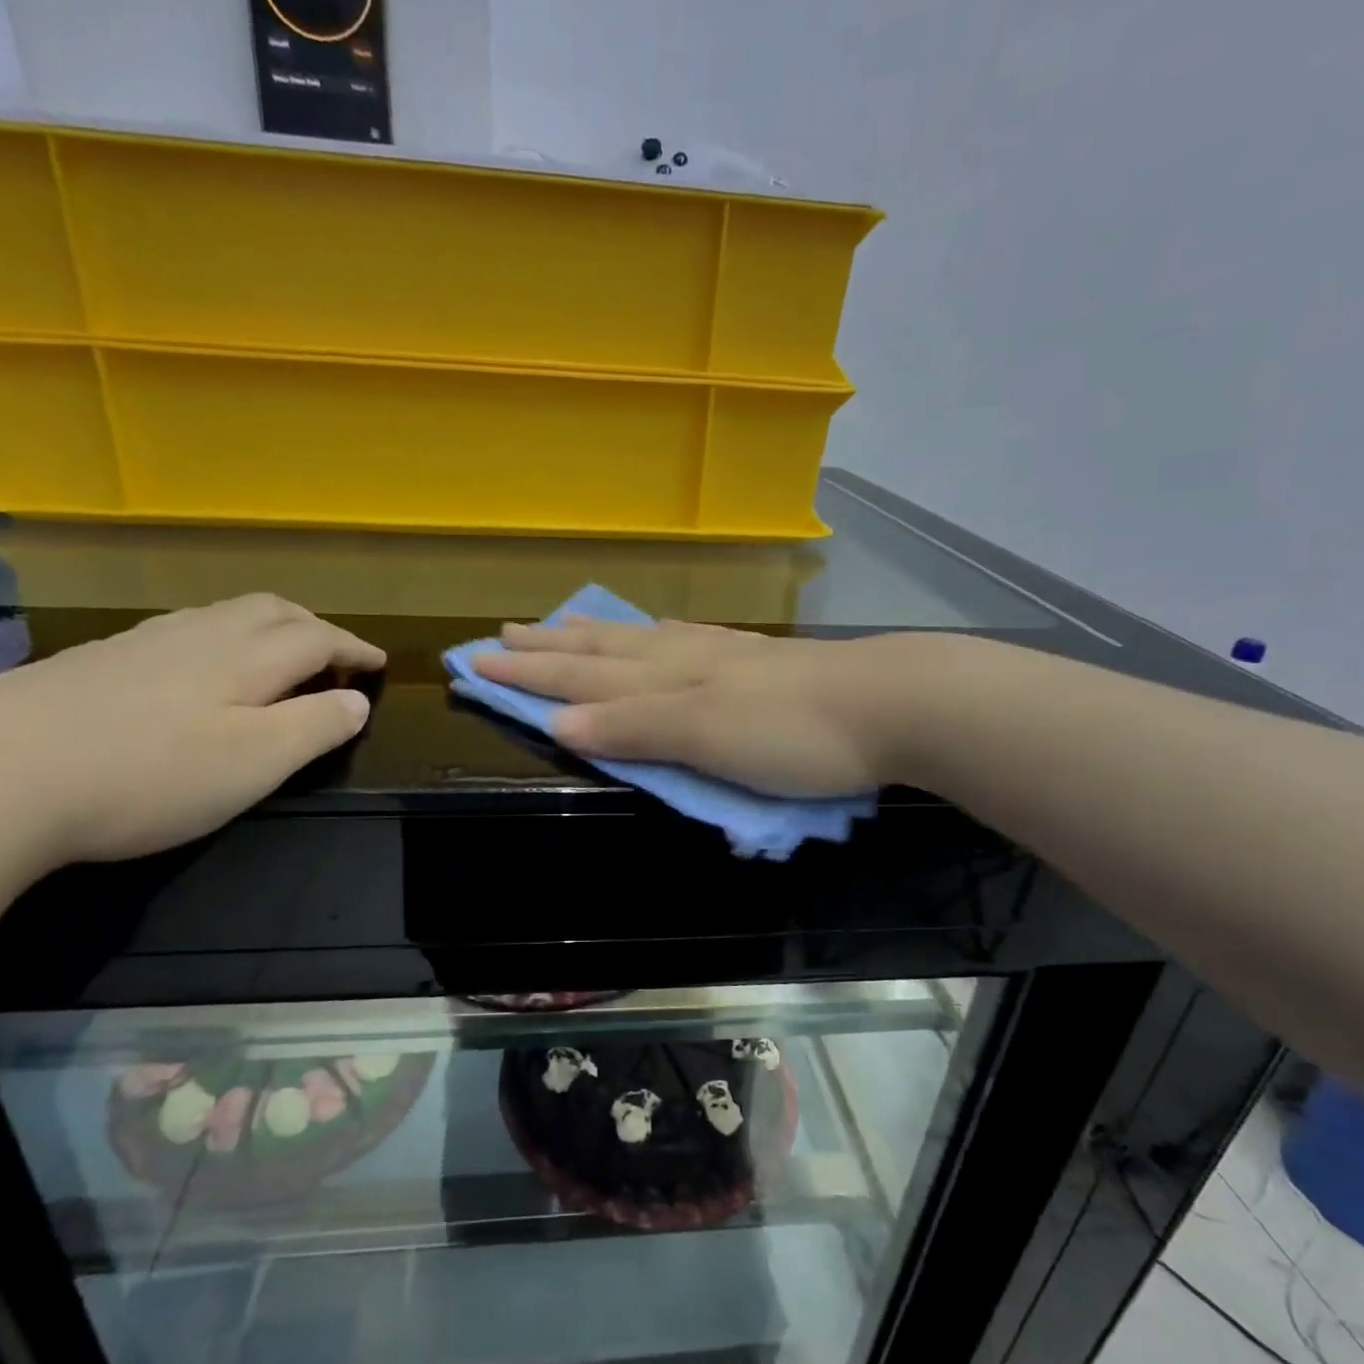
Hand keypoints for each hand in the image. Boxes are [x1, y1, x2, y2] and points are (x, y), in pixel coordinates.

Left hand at [0, 594, 384, 868]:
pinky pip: (182, 630)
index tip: (379, 664)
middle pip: (271, 610)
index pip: (318, 638)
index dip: (355, 649)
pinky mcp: (97, 660)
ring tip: (277, 655)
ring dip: (267, 626)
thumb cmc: (146, 775)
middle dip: (314, 626)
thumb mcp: (254, 763)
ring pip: (223, 614)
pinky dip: (219, 638)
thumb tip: (357, 701)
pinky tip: (199, 669)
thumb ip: (315, 727)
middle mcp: (199, 635)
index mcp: (245, 658)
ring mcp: (141, 643)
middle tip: (334, 655)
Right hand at [472, 617, 923, 796]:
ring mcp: (717, 654)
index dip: (528, 675)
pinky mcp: (750, 658)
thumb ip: (635, 728)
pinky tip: (651, 631)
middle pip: (599, 652)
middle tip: (499, 635)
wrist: (886, 703)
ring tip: (557, 625)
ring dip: (589, 636)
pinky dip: (646, 635)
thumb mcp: (705, 737)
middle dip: (546, 648)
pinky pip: (678, 638)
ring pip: (635, 640)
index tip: (476, 665)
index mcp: (664, 679)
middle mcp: (680, 658)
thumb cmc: (792, 733)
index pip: (579, 677)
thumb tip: (558, 724)